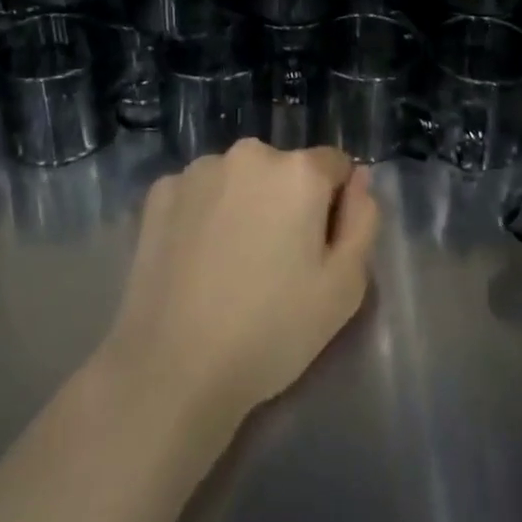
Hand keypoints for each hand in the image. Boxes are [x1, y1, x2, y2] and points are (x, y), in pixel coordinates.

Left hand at [100, 140, 379, 422]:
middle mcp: (249, 154)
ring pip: (238, 179)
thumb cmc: (272, 330)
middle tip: (274, 262)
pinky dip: (202, 214)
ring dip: (243, 203)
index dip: (334, 205)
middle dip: (286, 202)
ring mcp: (198, 170)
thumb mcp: (344, 287)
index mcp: (298, 171)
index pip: (335, 165)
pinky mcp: (159, 191)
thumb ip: (363, 221)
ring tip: (229, 263)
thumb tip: (358, 181)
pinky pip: (198, 193)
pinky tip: (195, 259)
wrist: (172, 368)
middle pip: (283, 169)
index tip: (318, 248)